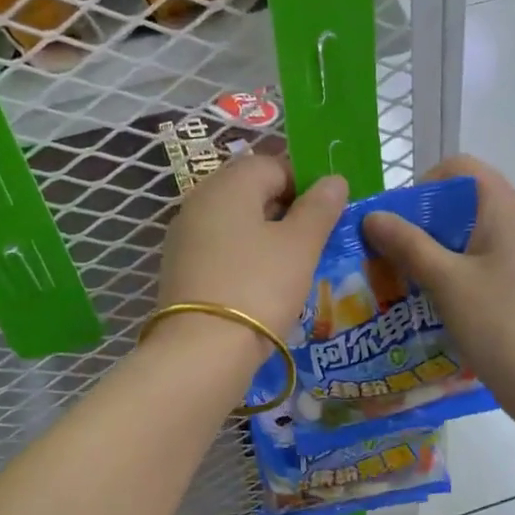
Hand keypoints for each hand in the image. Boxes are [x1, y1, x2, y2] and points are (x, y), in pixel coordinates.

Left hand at [155, 155, 347, 348]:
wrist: (202, 351)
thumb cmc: (259, 287)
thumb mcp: (300, 245)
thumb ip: (319, 207)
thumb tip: (333, 179)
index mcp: (229, 184)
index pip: (274, 164)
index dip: (306, 184)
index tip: (327, 216)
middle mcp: (200, 200)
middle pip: (251, 192)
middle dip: (286, 212)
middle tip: (313, 243)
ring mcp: (184, 236)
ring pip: (235, 223)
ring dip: (265, 237)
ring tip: (292, 268)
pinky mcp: (180, 269)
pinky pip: (220, 250)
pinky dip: (244, 259)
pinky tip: (262, 286)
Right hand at [363, 155, 514, 420]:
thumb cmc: (500, 324)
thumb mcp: (446, 281)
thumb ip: (408, 244)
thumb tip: (372, 215)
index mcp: (505, 210)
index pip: (460, 169)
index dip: (423, 185)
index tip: (397, 222)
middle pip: (461, 202)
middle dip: (420, 223)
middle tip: (389, 255)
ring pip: (466, 237)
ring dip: (432, 252)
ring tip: (402, 280)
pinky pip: (477, 264)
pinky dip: (450, 274)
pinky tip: (428, 302)